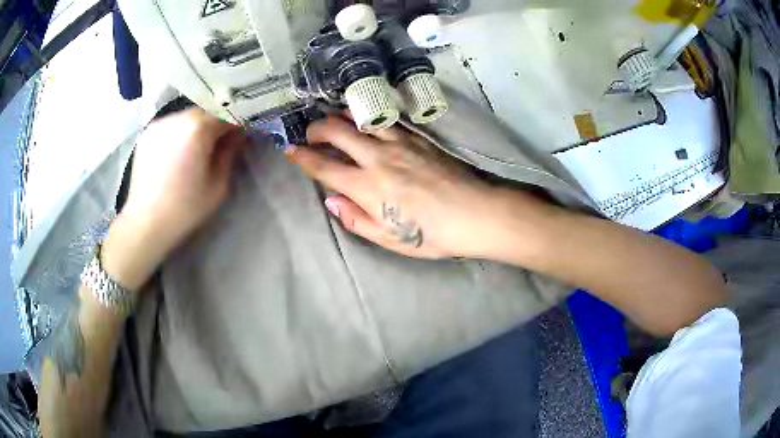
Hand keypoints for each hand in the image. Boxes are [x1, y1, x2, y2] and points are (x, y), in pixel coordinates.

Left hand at [102, 109, 247, 288]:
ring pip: (187, 117)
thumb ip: (230, 153)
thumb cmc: (185, 208)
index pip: (226, 114)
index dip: (237, 124)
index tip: (241, 138)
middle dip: (215, 125)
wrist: (146, 223)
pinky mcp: (147, 133)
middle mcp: (178, 117)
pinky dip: (179, 133)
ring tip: (195, 150)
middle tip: (219, 144)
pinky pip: (171, 125)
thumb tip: (237, 135)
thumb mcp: (218, 184)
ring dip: (196, 128)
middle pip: (205, 113)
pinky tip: (177, 153)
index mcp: (198, 128)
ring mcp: (160, 123)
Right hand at [287, 115, 551, 258]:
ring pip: (361, 119)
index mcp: (367, 187)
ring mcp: (399, 144)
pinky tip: (367, 119)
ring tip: (334, 121)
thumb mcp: (390, 238)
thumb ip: (356, 219)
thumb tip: (331, 201)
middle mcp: (378, 158)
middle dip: (316, 129)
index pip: (324, 167)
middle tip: (311, 135)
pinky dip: (370, 116)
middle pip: (337, 132)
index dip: (302, 158)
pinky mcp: (418, 138)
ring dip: (342, 116)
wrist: (474, 213)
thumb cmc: (431, 234)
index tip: (289, 151)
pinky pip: (388, 120)